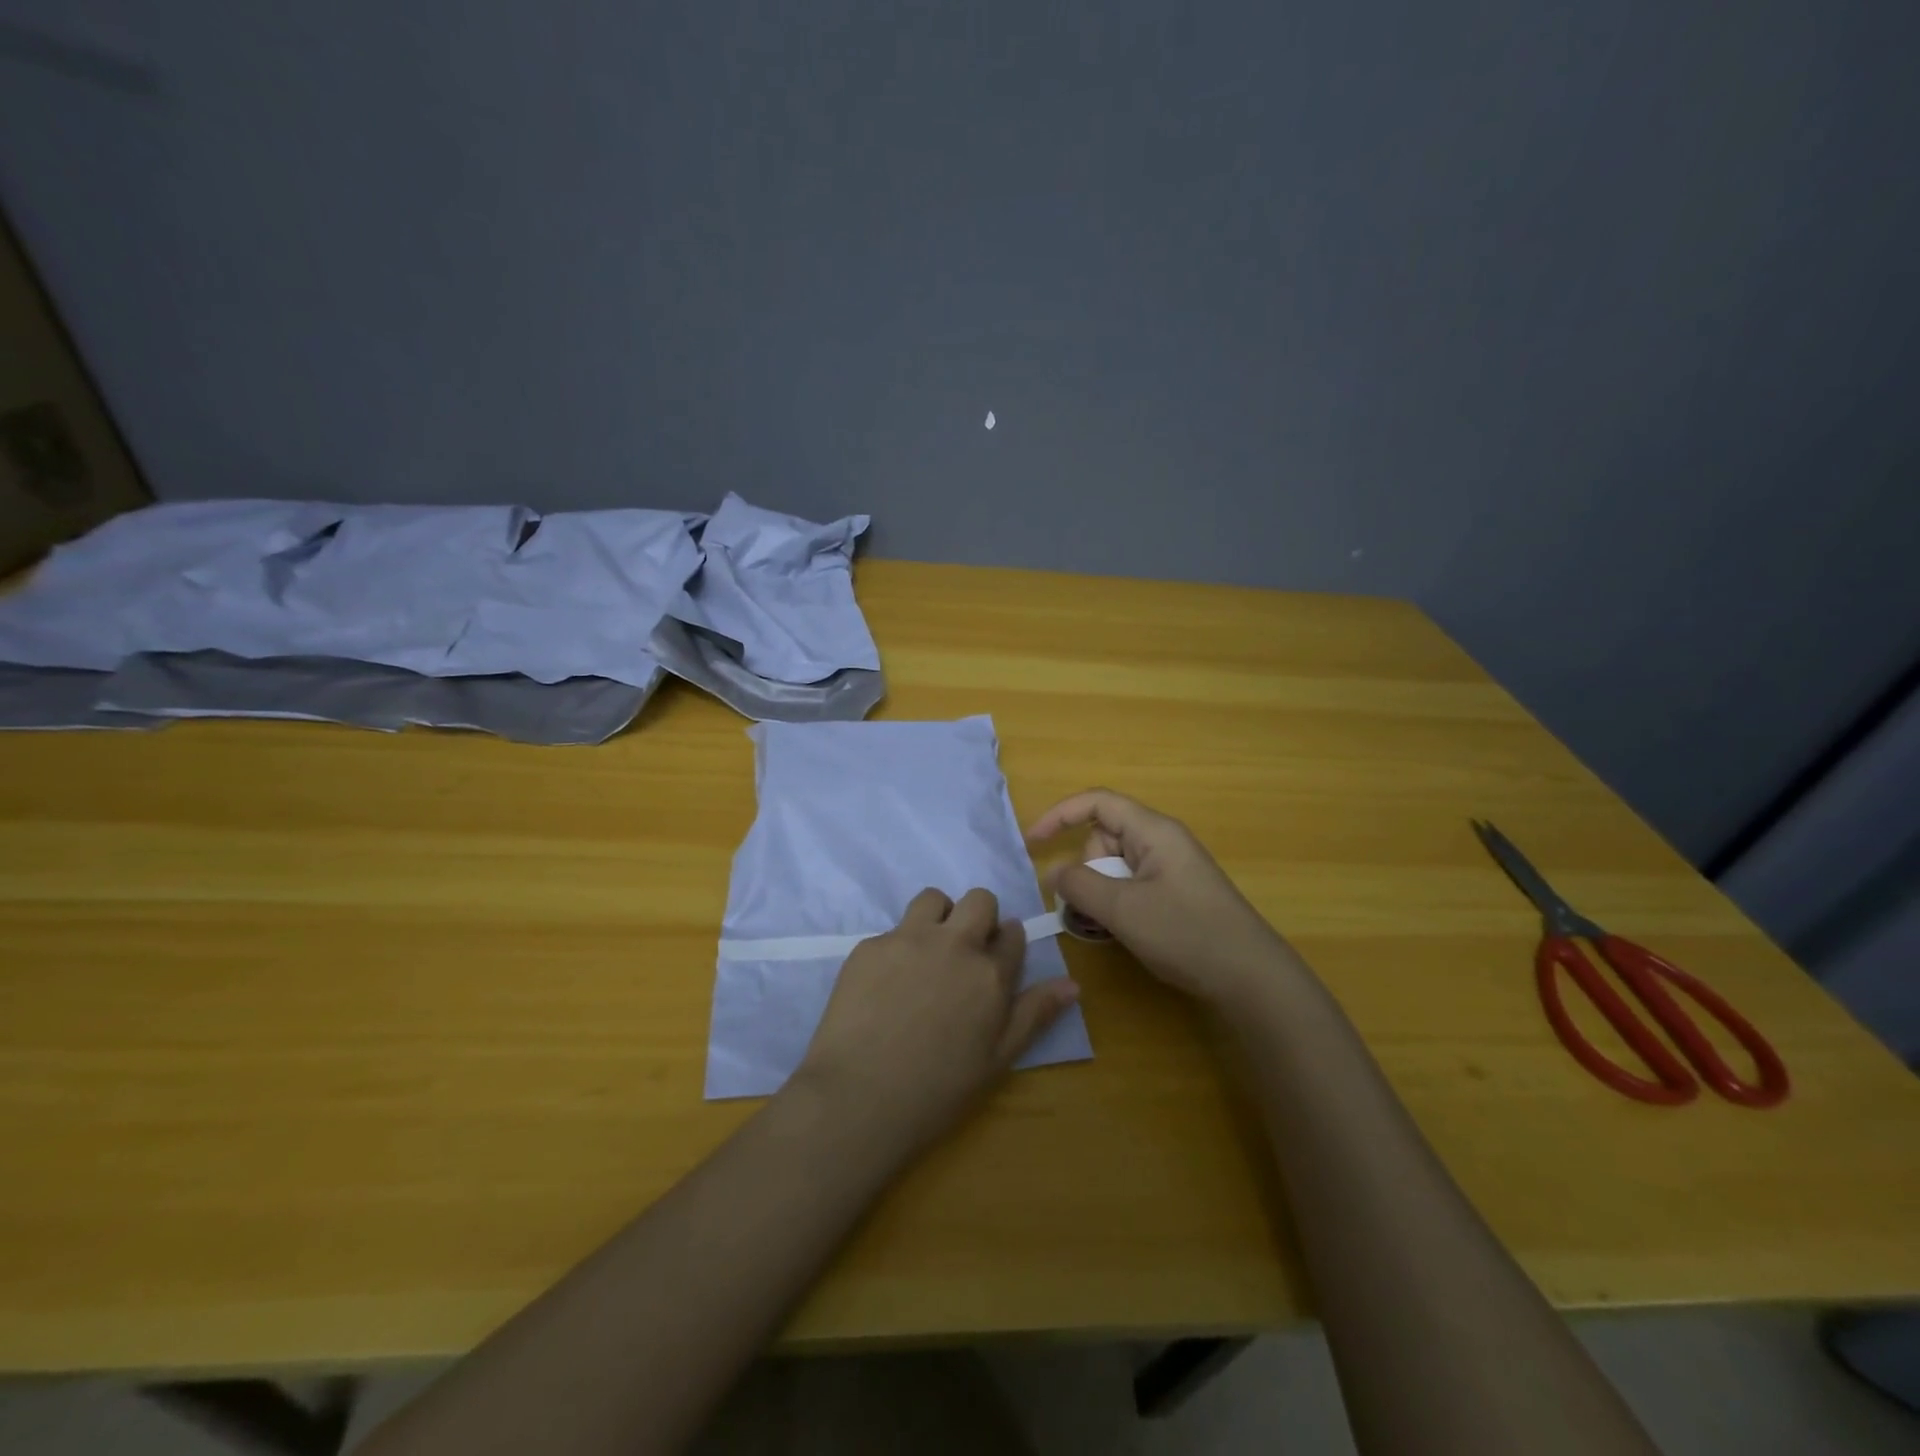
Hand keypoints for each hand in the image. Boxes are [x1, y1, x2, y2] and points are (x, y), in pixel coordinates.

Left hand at [792, 887, 1079, 1159]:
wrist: (860, 1097)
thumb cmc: (938, 1089)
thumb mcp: (998, 1059)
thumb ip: (1035, 1014)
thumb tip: (1073, 984)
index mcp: (990, 973)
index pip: (1013, 934)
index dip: (1006, 943)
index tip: (995, 959)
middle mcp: (954, 944)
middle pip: (979, 900)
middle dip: (979, 916)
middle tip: (964, 951)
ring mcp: (909, 939)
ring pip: (933, 898)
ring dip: (938, 916)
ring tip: (926, 952)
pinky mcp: (870, 945)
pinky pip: (892, 930)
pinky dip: (897, 948)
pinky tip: (885, 985)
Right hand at [1026, 788, 1292, 1012]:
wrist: (1251, 978)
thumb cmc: (1186, 933)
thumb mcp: (1123, 909)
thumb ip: (1079, 885)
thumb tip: (1055, 873)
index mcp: (1153, 831)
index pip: (1097, 803)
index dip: (1059, 816)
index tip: (1032, 844)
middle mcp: (1161, 842)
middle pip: (1103, 839)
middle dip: (1085, 870)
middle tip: (1090, 909)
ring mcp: (1170, 869)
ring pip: (1114, 867)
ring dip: (1099, 894)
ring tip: (1107, 929)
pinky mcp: (1175, 895)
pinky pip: (1130, 887)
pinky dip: (1116, 906)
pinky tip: (1121, 934)